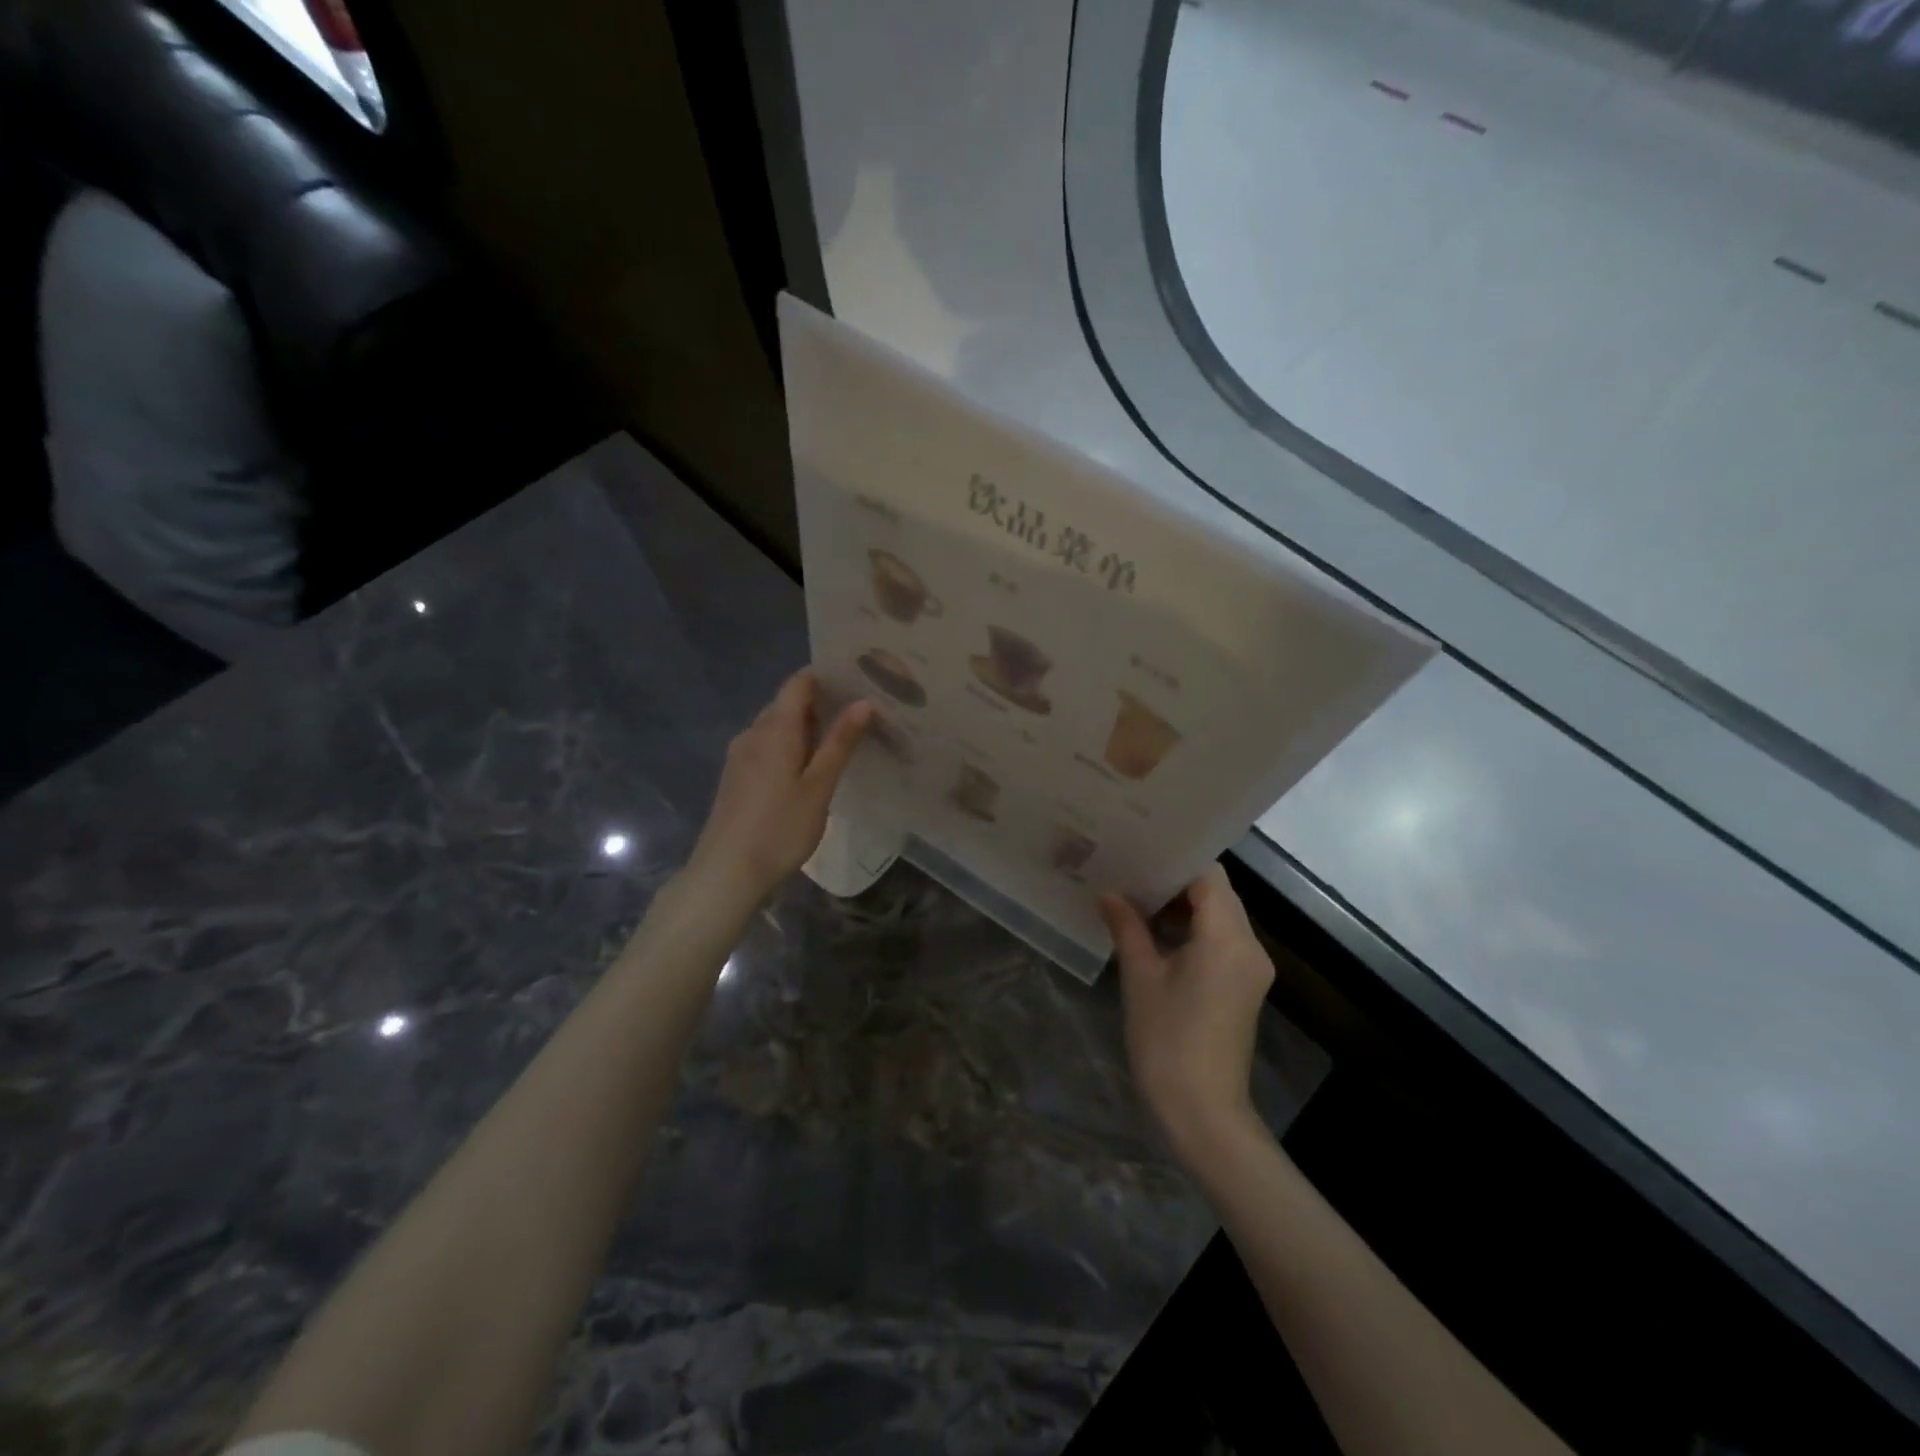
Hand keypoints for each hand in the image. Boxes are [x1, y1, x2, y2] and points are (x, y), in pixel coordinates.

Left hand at [685, 670, 871, 909]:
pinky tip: (809, 769)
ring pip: (777, 727)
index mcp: (775, 728)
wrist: (726, 873)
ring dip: (806, 729)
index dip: (827, 677)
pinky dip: (790, 748)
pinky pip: (767, 747)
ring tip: (841, 742)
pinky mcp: (736, 777)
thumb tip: (864, 702)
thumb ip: (840, 743)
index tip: (858, 681)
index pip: (799, 683)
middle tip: (860, 715)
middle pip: (787, 704)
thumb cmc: (780, 828)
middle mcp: (753, 732)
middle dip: (821, 704)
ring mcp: (740, 755)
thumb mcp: (819, 786)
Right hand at [1101, 864, 1274, 1165]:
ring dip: (1182, 906)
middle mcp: (1250, 945)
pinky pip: (1221, 940)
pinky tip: (1154, 933)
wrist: (1204, 1112)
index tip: (1138, 852)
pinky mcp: (1245, 986)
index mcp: (1227, 937)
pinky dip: (1192, 929)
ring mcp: (1251, 967)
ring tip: (1135, 898)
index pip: (1208, 875)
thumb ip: (1128, 927)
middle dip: (1175, 881)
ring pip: (1219, 916)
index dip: (1174, 860)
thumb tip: (1110, 894)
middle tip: (1129, 871)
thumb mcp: (1141, 978)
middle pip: (1217, 893)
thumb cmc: (1167, 1041)